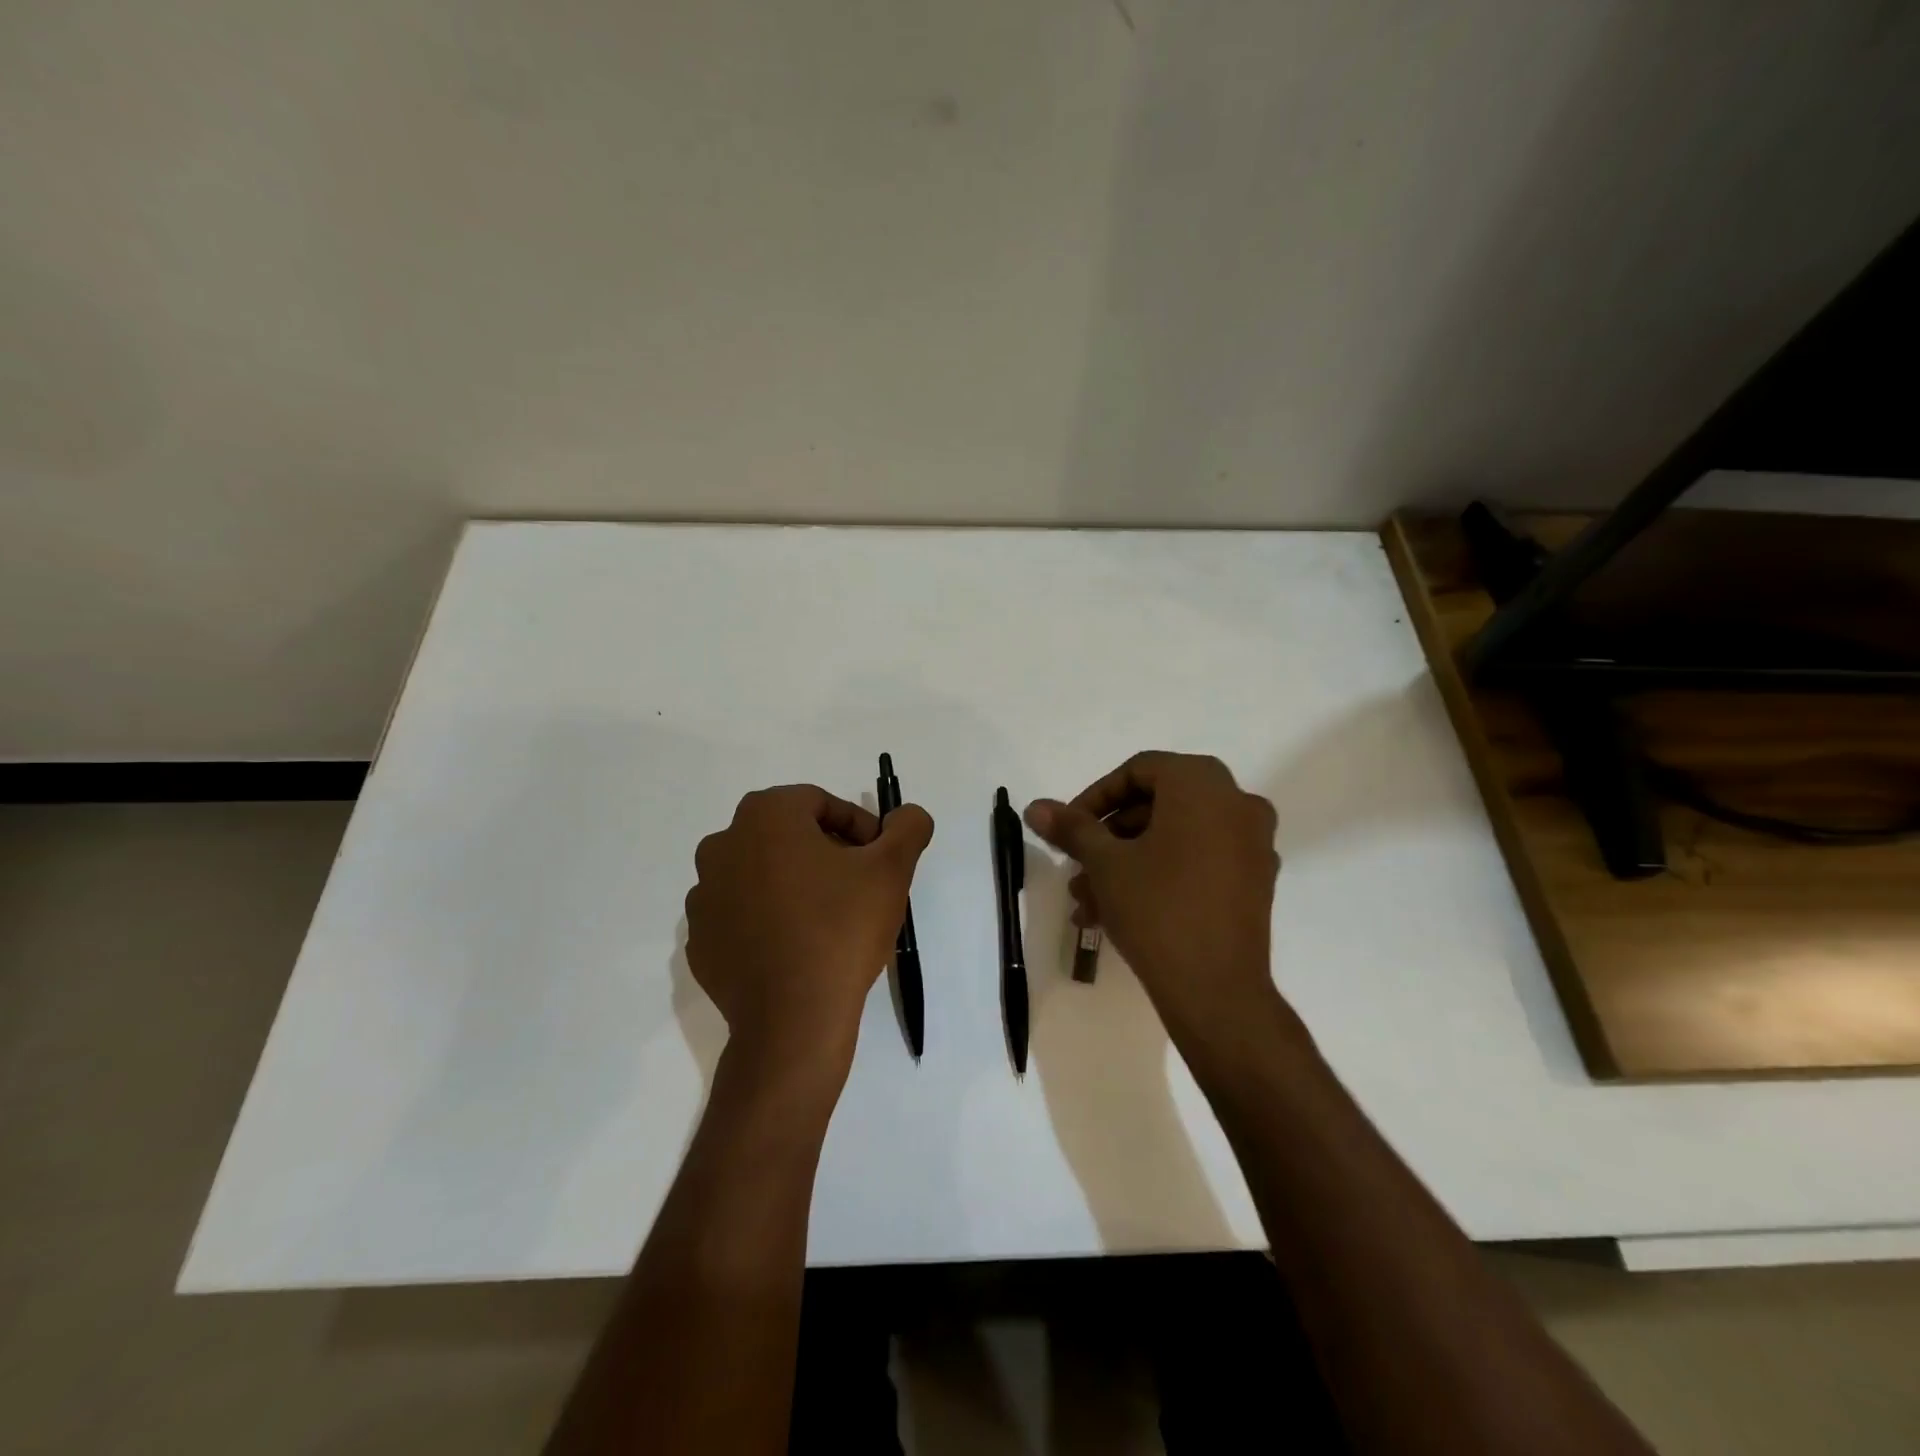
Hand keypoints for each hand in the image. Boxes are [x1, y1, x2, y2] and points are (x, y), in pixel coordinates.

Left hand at [685, 785, 933, 1087]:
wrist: (793, 1019)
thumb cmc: (841, 929)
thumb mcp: (892, 870)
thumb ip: (907, 827)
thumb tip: (907, 816)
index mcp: (765, 816)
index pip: (820, 804)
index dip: (858, 827)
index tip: (878, 860)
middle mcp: (723, 845)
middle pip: (787, 836)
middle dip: (825, 853)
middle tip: (858, 887)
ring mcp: (704, 895)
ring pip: (762, 874)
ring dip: (794, 885)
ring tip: (828, 920)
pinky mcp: (700, 939)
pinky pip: (741, 915)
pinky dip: (768, 920)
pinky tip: (797, 947)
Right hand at [1025, 752, 1283, 1049]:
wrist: (1217, 990)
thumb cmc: (1157, 909)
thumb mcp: (1105, 863)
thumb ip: (1072, 828)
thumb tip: (1035, 807)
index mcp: (1202, 784)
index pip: (1139, 770)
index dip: (1095, 797)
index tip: (1068, 829)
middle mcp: (1237, 802)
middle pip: (1157, 804)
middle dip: (1108, 838)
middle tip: (1077, 867)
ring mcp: (1252, 842)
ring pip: (1174, 838)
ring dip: (1127, 862)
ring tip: (1087, 901)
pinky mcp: (1255, 880)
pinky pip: (1199, 860)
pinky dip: (1161, 874)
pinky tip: (1119, 911)